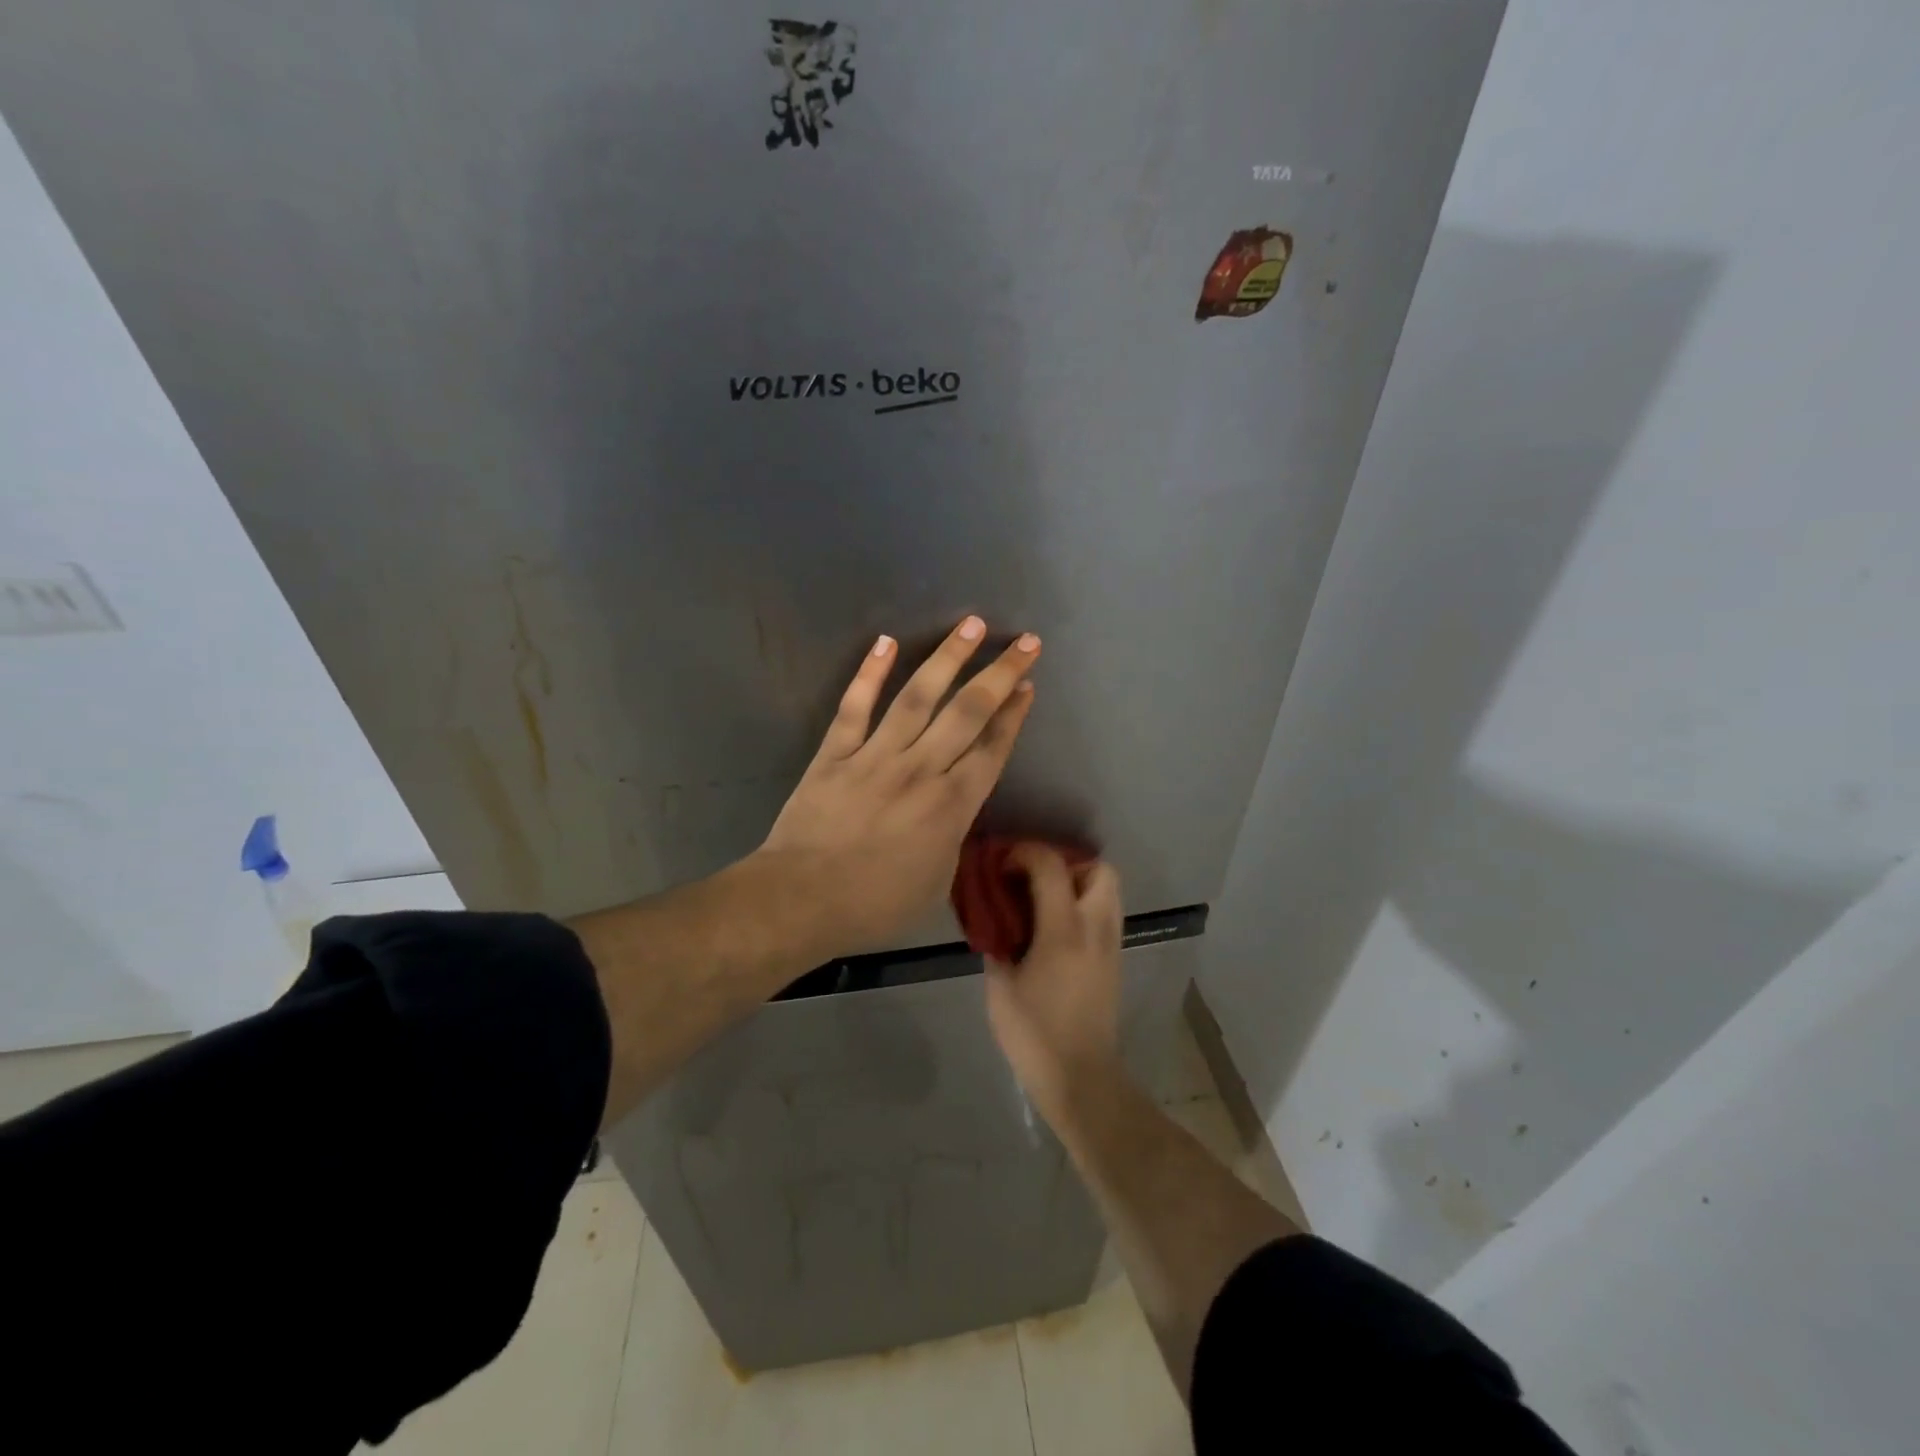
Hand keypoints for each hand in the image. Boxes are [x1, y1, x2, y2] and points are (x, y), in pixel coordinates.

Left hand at [758, 616, 1038, 956]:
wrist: (803, 900)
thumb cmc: (875, 904)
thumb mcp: (936, 882)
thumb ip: (951, 838)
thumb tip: (954, 811)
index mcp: (951, 806)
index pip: (991, 749)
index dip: (1013, 715)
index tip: (1028, 686)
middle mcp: (921, 770)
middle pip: (968, 713)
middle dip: (1000, 674)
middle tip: (1024, 642)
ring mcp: (876, 756)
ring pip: (918, 697)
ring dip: (947, 658)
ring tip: (971, 625)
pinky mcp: (836, 753)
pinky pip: (855, 707)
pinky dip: (869, 673)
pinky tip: (885, 642)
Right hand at [984, 843, 1124, 1123]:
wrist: (1081, 1078)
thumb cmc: (1034, 1035)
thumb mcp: (1000, 987)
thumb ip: (998, 945)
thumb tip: (995, 924)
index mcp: (1063, 931)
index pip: (1051, 866)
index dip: (1024, 853)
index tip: (1002, 864)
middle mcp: (1095, 929)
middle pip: (1099, 869)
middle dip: (1066, 863)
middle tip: (1034, 879)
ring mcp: (1111, 945)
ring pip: (1108, 890)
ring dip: (1078, 883)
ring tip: (1045, 901)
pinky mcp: (1115, 961)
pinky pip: (1105, 913)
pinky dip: (1084, 905)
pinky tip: (1056, 928)